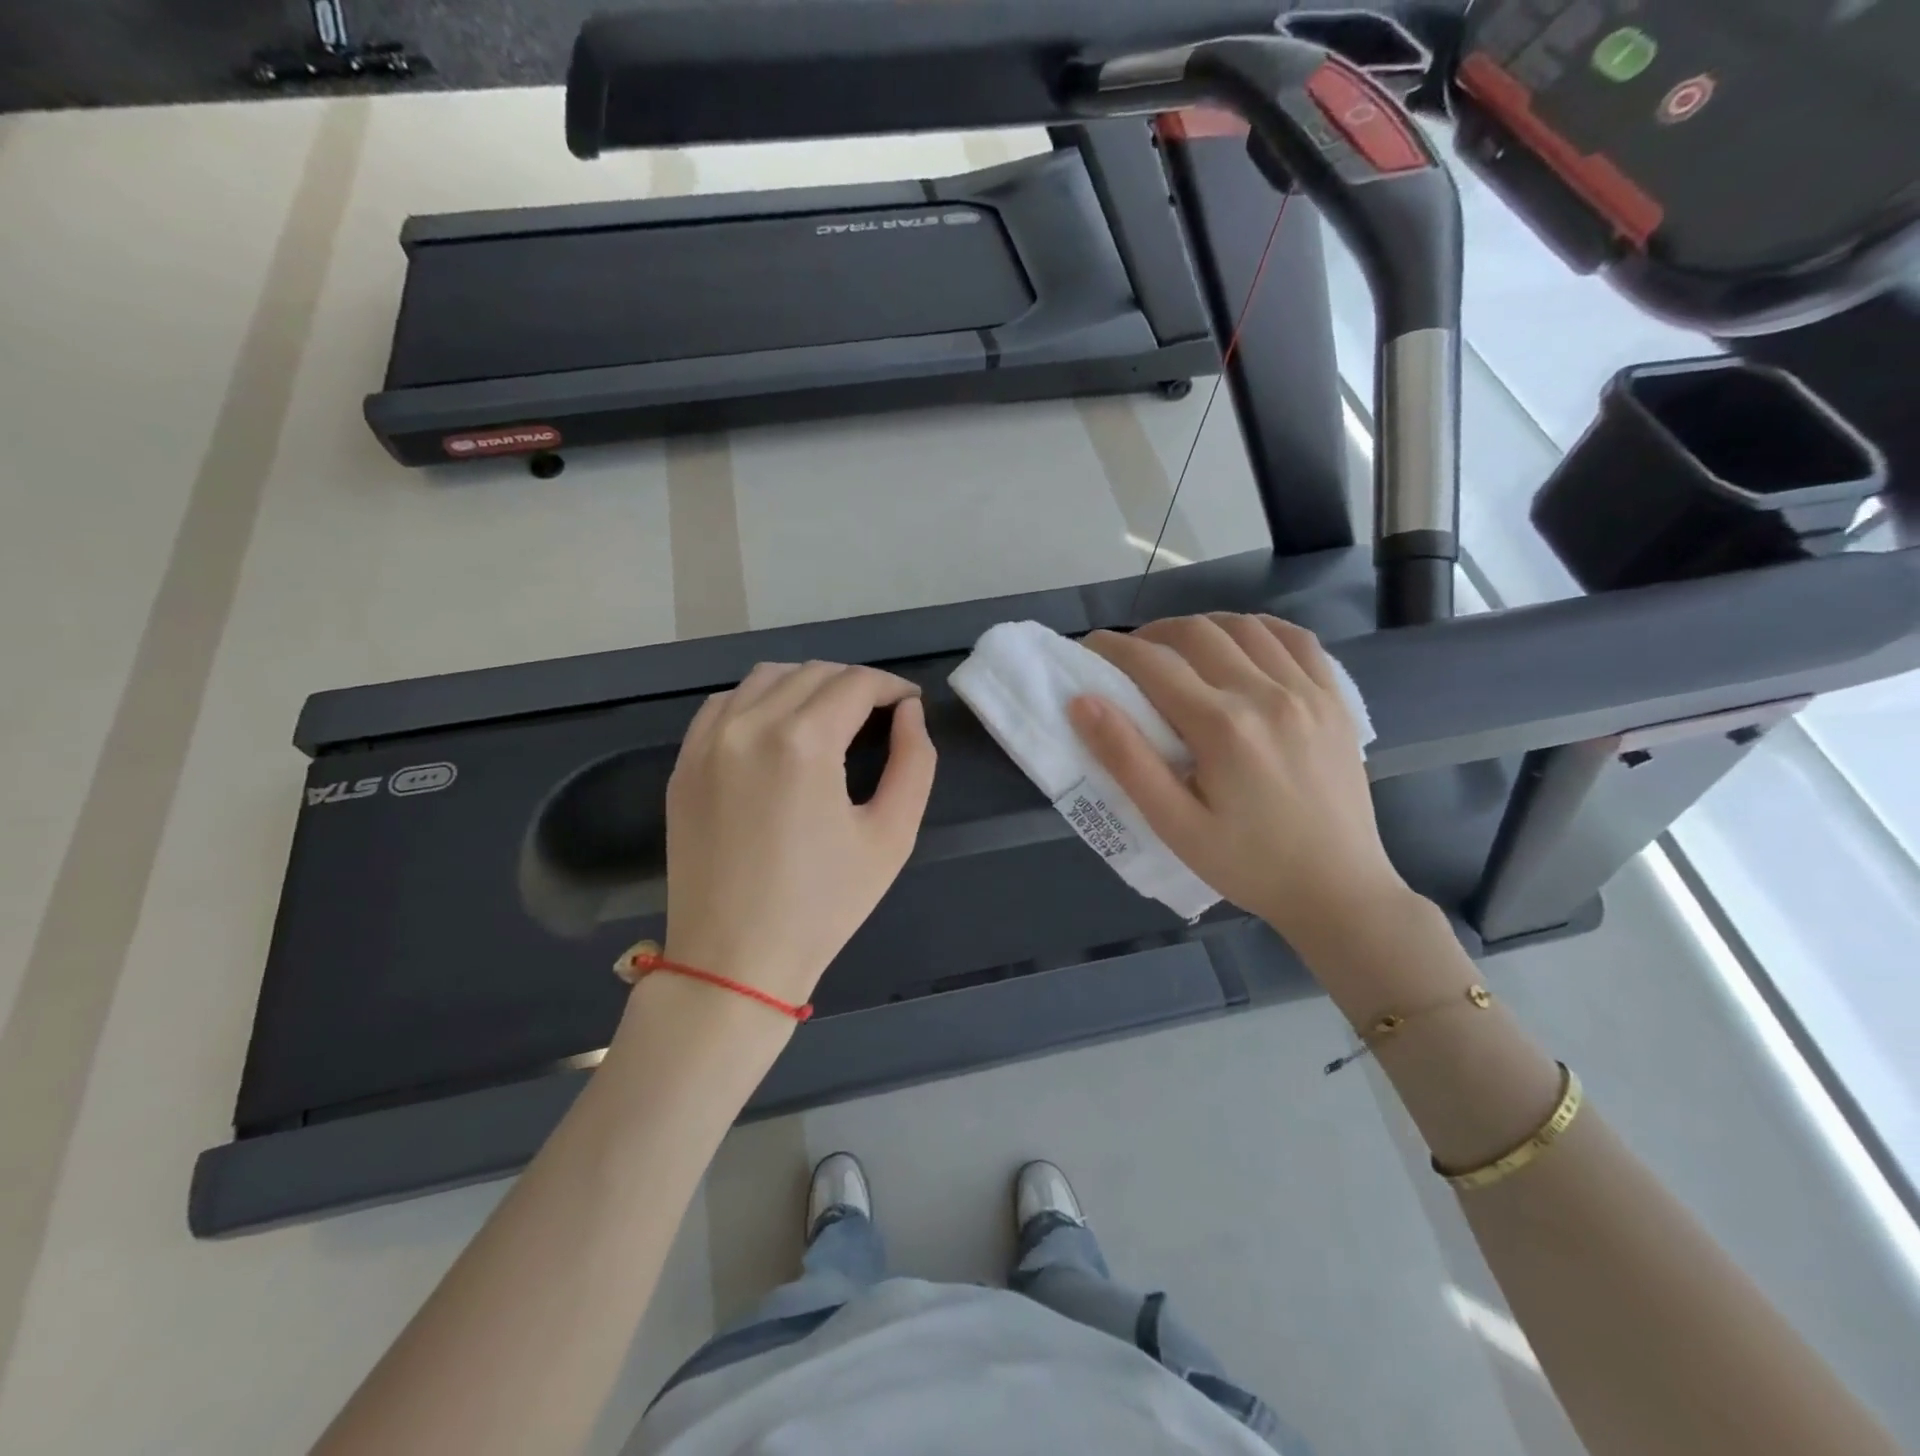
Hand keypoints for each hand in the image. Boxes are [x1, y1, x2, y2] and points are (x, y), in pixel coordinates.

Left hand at [661, 661, 936, 1007]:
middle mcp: (749, 726)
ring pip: (765, 678)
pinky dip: (758, 701)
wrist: (734, 961)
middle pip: (812, 673)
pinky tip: (777, 729)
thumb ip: (914, 762)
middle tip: (879, 715)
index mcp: (803, 743)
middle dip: (855, 684)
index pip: (856, 683)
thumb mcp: (892, 836)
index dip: (892, 687)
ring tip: (831, 717)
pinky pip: (724, 705)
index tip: (910, 705)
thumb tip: (909, 714)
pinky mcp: (684, 764)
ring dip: (807, 685)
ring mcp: (708, 743)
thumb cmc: (823, 905)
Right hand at [1070, 614, 1410, 953]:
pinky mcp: (1335, 701)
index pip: (1154, 664)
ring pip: (1245, 627)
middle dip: (1153, 634)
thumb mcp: (1174, 825)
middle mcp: (1267, 695)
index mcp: (1222, 727)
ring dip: (1202, 628)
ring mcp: (1309, 692)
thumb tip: (1083, 702)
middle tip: (1132, 656)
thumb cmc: (1247, 864)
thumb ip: (1126, 760)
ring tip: (1181, 651)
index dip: (1114, 648)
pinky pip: (1297, 640)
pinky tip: (1242, 645)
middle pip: (1197, 633)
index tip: (1089, 648)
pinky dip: (1260, 630)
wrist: (1337, 890)